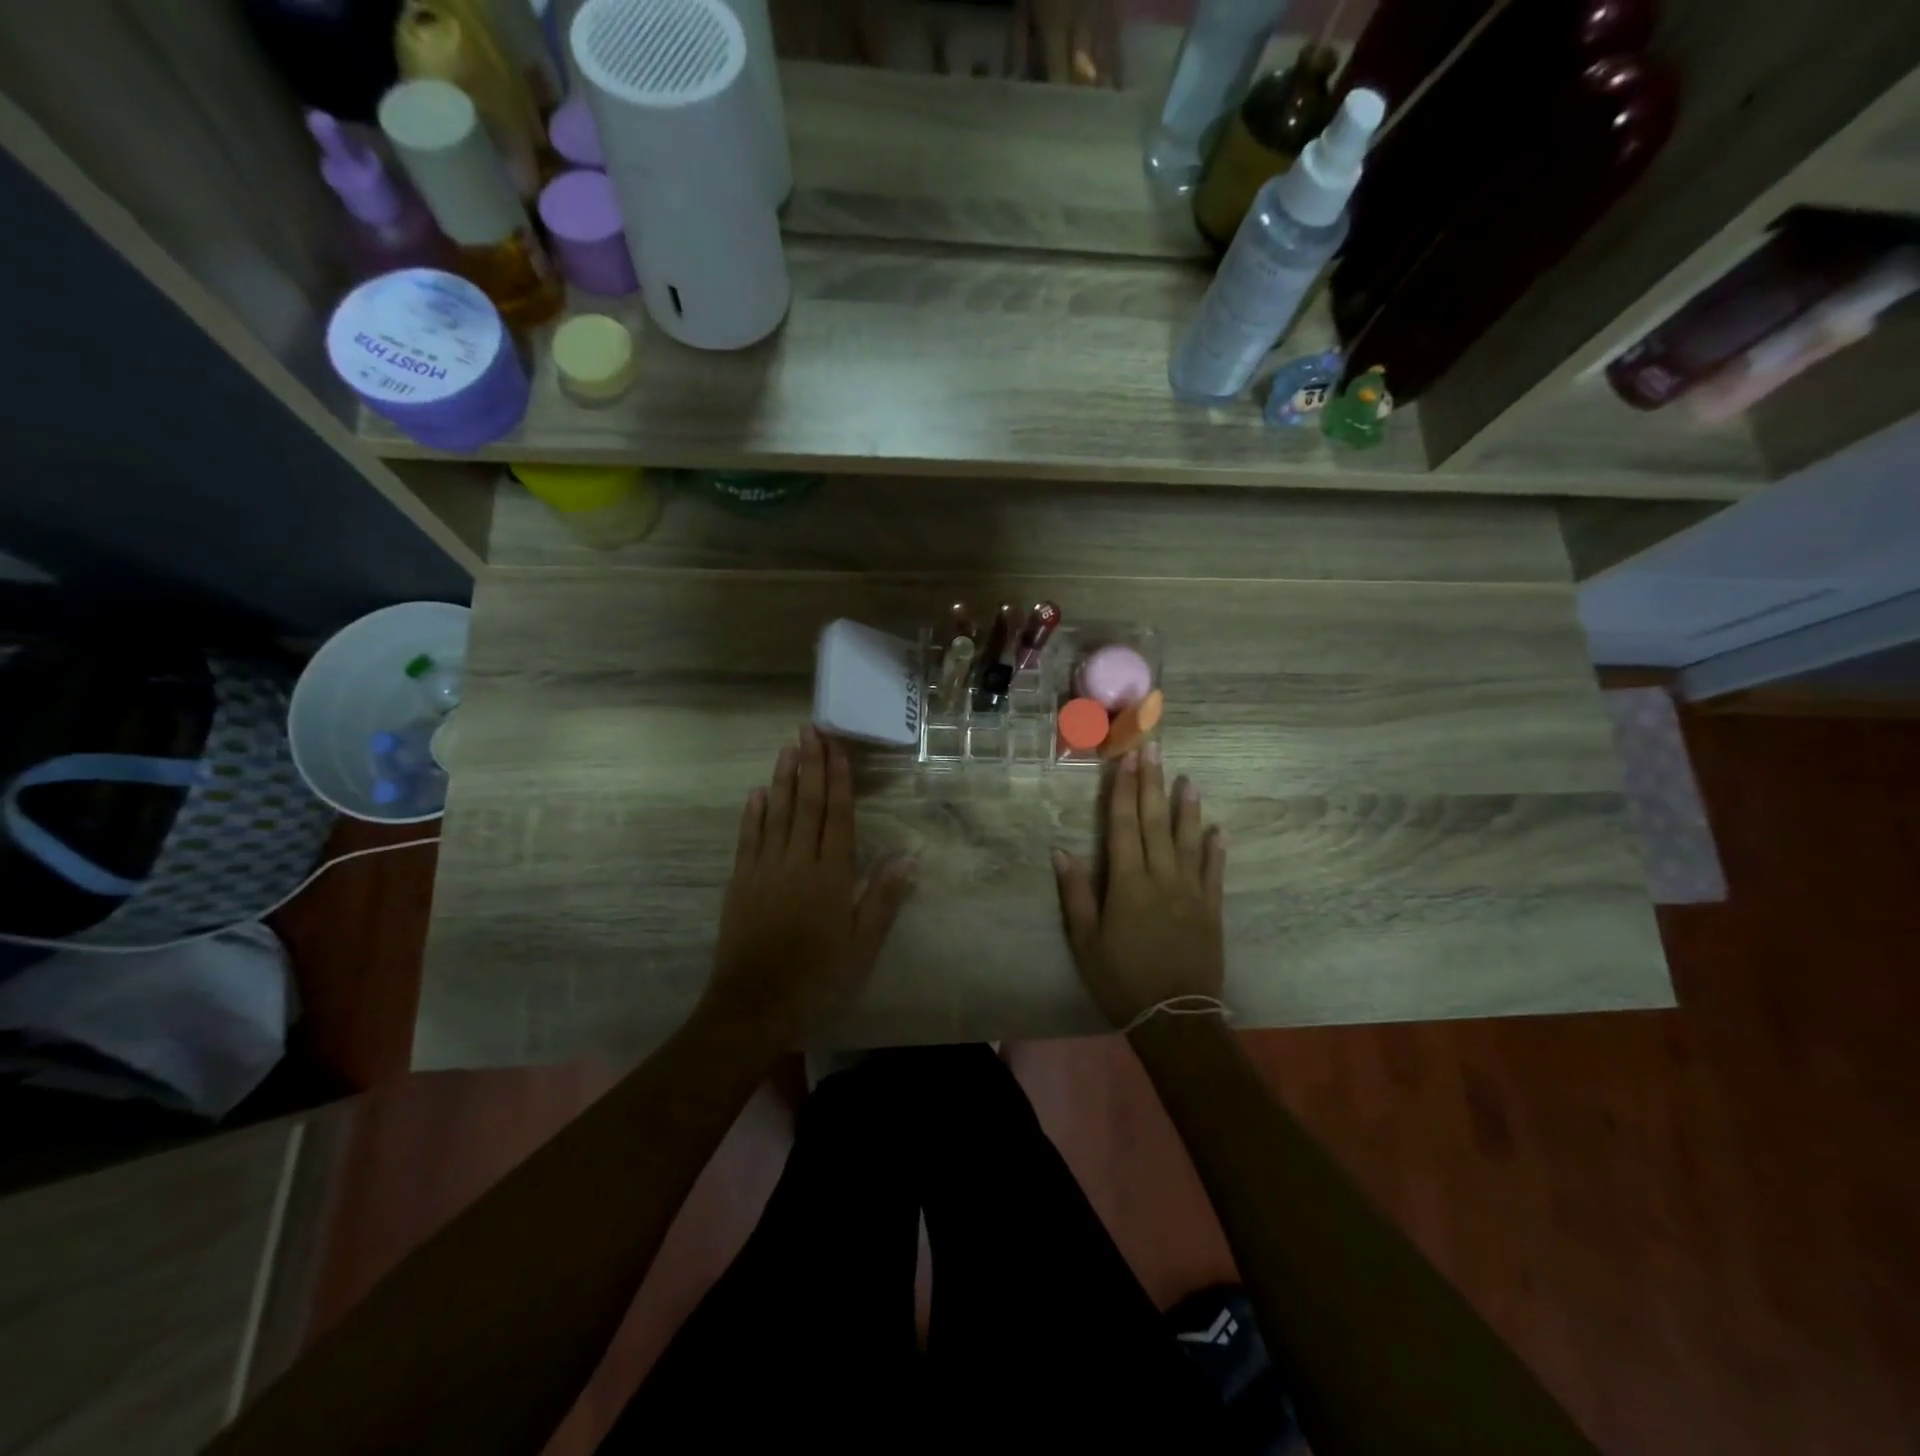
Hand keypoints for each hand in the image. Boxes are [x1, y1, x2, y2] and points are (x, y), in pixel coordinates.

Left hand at [702, 726, 914, 1044]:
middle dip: (810, 765)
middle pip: (806, 804)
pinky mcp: (740, 882)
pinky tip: (757, 792)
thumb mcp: (861, 947)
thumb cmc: (817, 977)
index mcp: (830, 876)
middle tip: (810, 729)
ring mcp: (764, 869)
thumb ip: (882, 900)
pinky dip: (753, 813)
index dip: (838, 780)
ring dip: (783, 778)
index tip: (837, 748)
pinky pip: (748, 839)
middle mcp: (797, 862)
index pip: (836, 816)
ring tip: (788, 747)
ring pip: (776, 814)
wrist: (754, 1005)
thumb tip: (909, 858)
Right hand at [1052, 743, 1226, 1029]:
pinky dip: (1215, 850)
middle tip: (1155, 748)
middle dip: (1153, 783)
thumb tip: (1061, 850)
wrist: (1175, 1018)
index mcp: (1127, 883)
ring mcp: (1191, 892)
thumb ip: (1075, 894)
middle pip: (1156, 822)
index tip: (1126, 759)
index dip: (1123, 790)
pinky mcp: (1212, 910)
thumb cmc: (1121, 980)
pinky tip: (1217, 830)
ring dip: (1187, 808)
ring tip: (1188, 778)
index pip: (1124, 825)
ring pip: (1188, 840)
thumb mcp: (1085, 941)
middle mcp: (1161, 878)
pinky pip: (1214, 872)